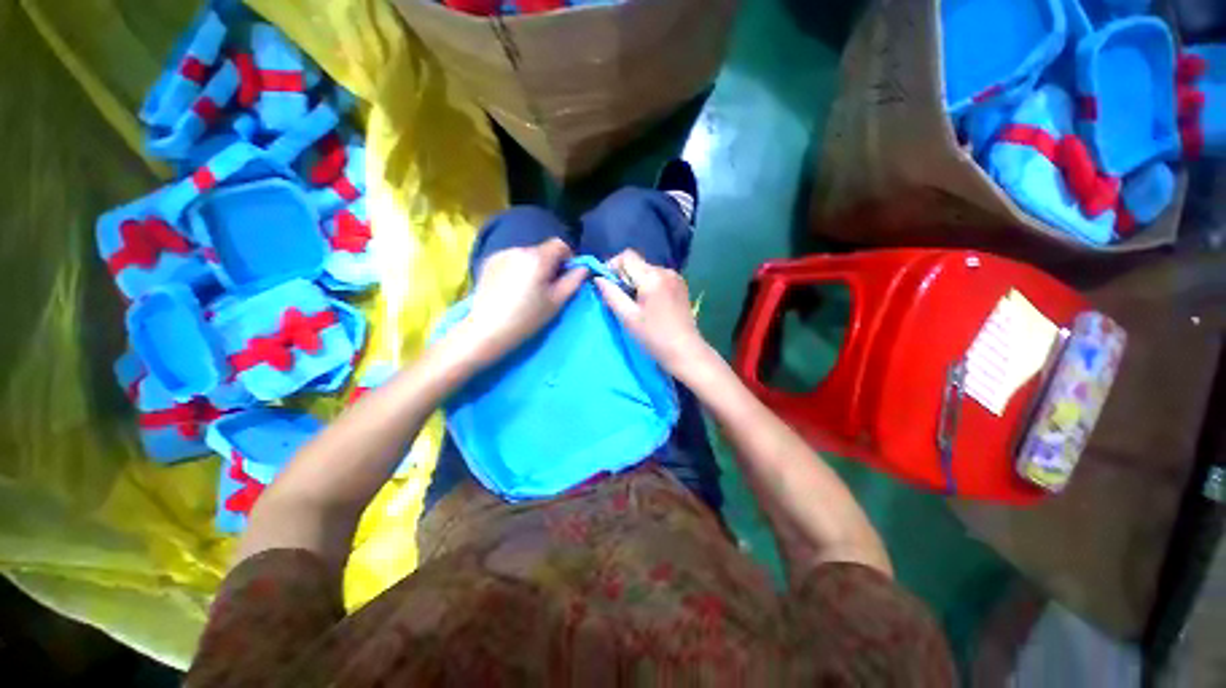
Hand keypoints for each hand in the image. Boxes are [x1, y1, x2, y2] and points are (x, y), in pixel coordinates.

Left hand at [461, 239, 587, 364]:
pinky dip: (517, 269)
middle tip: (548, 287)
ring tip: (528, 289)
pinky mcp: (488, 262)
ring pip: (526, 255)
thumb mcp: (556, 302)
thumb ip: (573, 281)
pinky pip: (511, 260)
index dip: (568, 258)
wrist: (487, 330)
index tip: (566, 276)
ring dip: (532, 266)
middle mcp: (518, 249)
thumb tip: (583, 268)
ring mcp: (500, 254)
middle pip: (542, 250)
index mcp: (537, 257)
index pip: (560, 244)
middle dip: (549, 264)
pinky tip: (512, 288)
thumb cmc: (527, 318)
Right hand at [595, 250, 708, 373]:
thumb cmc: (654, 337)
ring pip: (647, 271)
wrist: (686, 352)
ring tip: (633, 305)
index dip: (612, 266)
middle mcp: (666, 271)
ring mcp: (676, 278)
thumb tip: (598, 278)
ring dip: (636, 282)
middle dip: (623, 277)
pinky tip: (648, 305)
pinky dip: (648, 286)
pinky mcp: (681, 286)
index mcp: (652, 277)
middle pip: (637, 263)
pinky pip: (658, 278)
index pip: (627, 256)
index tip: (607, 285)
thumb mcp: (628, 317)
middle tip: (618, 299)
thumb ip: (611, 294)